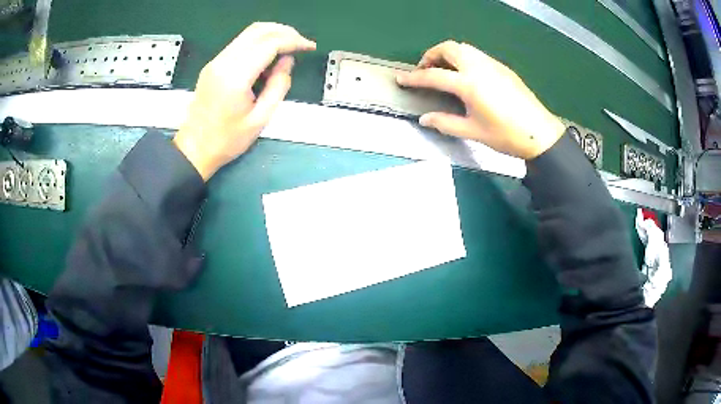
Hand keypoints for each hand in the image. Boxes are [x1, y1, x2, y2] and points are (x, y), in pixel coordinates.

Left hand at [174, 23, 315, 179]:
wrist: (194, 148)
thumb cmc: (226, 140)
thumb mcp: (260, 119)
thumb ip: (278, 86)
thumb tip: (287, 61)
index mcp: (235, 77)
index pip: (269, 44)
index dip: (293, 41)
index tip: (309, 47)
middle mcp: (223, 62)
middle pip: (258, 30)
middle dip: (285, 32)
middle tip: (301, 43)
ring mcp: (216, 61)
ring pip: (248, 33)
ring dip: (272, 34)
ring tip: (289, 47)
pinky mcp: (213, 65)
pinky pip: (240, 43)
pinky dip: (259, 42)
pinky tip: (269, 56)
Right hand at [396, 41, 564, 159]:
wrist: (540, 133)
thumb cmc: (506, 135)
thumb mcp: (473, 132)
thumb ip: (445, 123)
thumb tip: (425, 119)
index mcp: (469, 84)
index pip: (434, 75)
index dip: (414, 78)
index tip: (401, 79)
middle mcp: (479, 67)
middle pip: (448, 48)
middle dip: (431, 55)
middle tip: (425, 71)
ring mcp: (492, 64)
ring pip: (463, 48)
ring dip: (448, 54)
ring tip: (444, 70)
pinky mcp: (502, 67)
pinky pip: (476, 54)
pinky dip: (463, 58)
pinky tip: (467, 75)